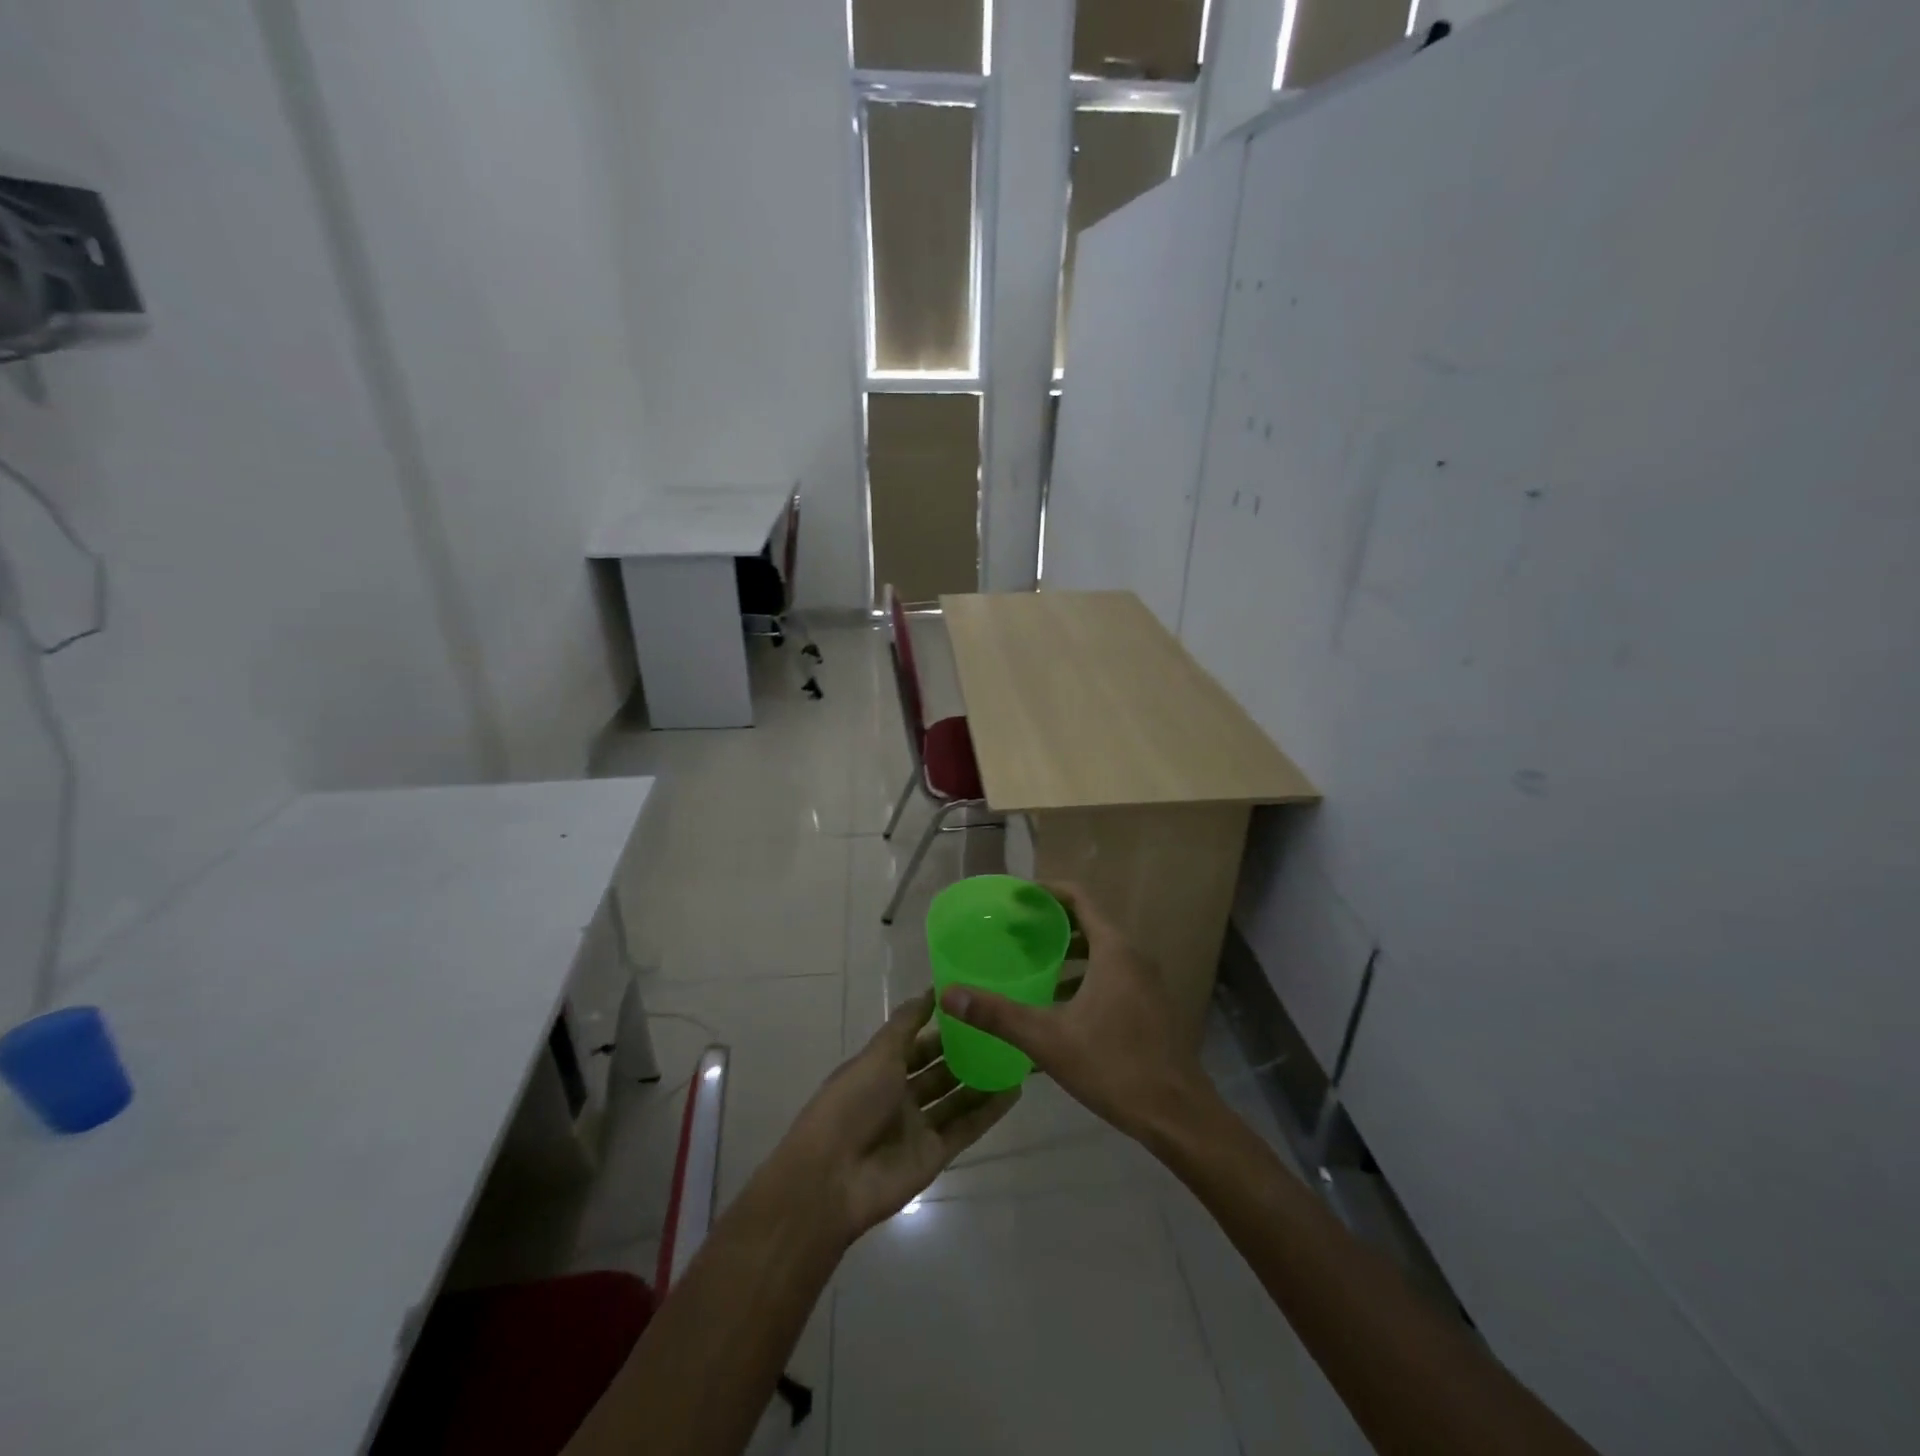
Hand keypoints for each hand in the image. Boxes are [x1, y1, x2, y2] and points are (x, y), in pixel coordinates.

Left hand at [772, 991, 1019, 1239]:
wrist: (833, 1179)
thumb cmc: (852, 1103)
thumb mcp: (878, 1054)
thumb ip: (907, 1023)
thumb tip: (931, 989)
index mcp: (880, 1069)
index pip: (917, 1042)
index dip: (941, 1026)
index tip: (973, 1006)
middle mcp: (899, 1095)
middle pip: (938, 1070)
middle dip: (965, 1052)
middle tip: (1002, 1029)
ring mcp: (918, 1126)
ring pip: (956, 1098)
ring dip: (981, 1080)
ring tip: (1015, 1056)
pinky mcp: (935, 1155)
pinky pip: (966, 1128)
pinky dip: (988, 1111)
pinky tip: (1014, 1091)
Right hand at [939, 882, 1213, 1145]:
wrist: (1178, 1115)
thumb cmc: (1114, 1066)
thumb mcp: (1048, 1039)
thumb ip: (997, 1015)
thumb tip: (949, 994)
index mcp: (1114, 950)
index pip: (1079, 898)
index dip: (1046, 892)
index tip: (1015, 897)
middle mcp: (1134, 957)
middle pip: (1089, 923)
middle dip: (1051, 923)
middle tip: (1014, 932)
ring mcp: (1147, 982)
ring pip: (1101, 951)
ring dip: (1068, 952)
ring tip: (1031, 963)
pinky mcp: (1150, 1006)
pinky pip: (1112, 974)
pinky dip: (1084, 975)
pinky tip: (1060, 1004)